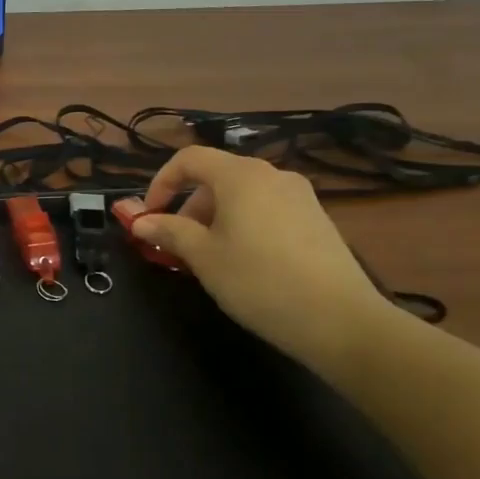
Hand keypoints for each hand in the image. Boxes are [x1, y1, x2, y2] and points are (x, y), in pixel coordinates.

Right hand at [137, 146, 395, 369]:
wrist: (339, 319)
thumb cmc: (258, 280)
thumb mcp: (203, 257)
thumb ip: (169, 231)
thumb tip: (140, 221)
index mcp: (240, 176)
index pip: (189, 159)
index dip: (161, 182)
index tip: (149, 216)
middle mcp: (272, 175)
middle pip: (216, 177)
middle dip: (187, 207)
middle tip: (176, 245)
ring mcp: (300, 196)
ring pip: (242, 196)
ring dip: (214, 218)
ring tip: (208, 258)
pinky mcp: (316, 219)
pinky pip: (266, 210)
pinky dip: (242, 225)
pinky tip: (243, 262)